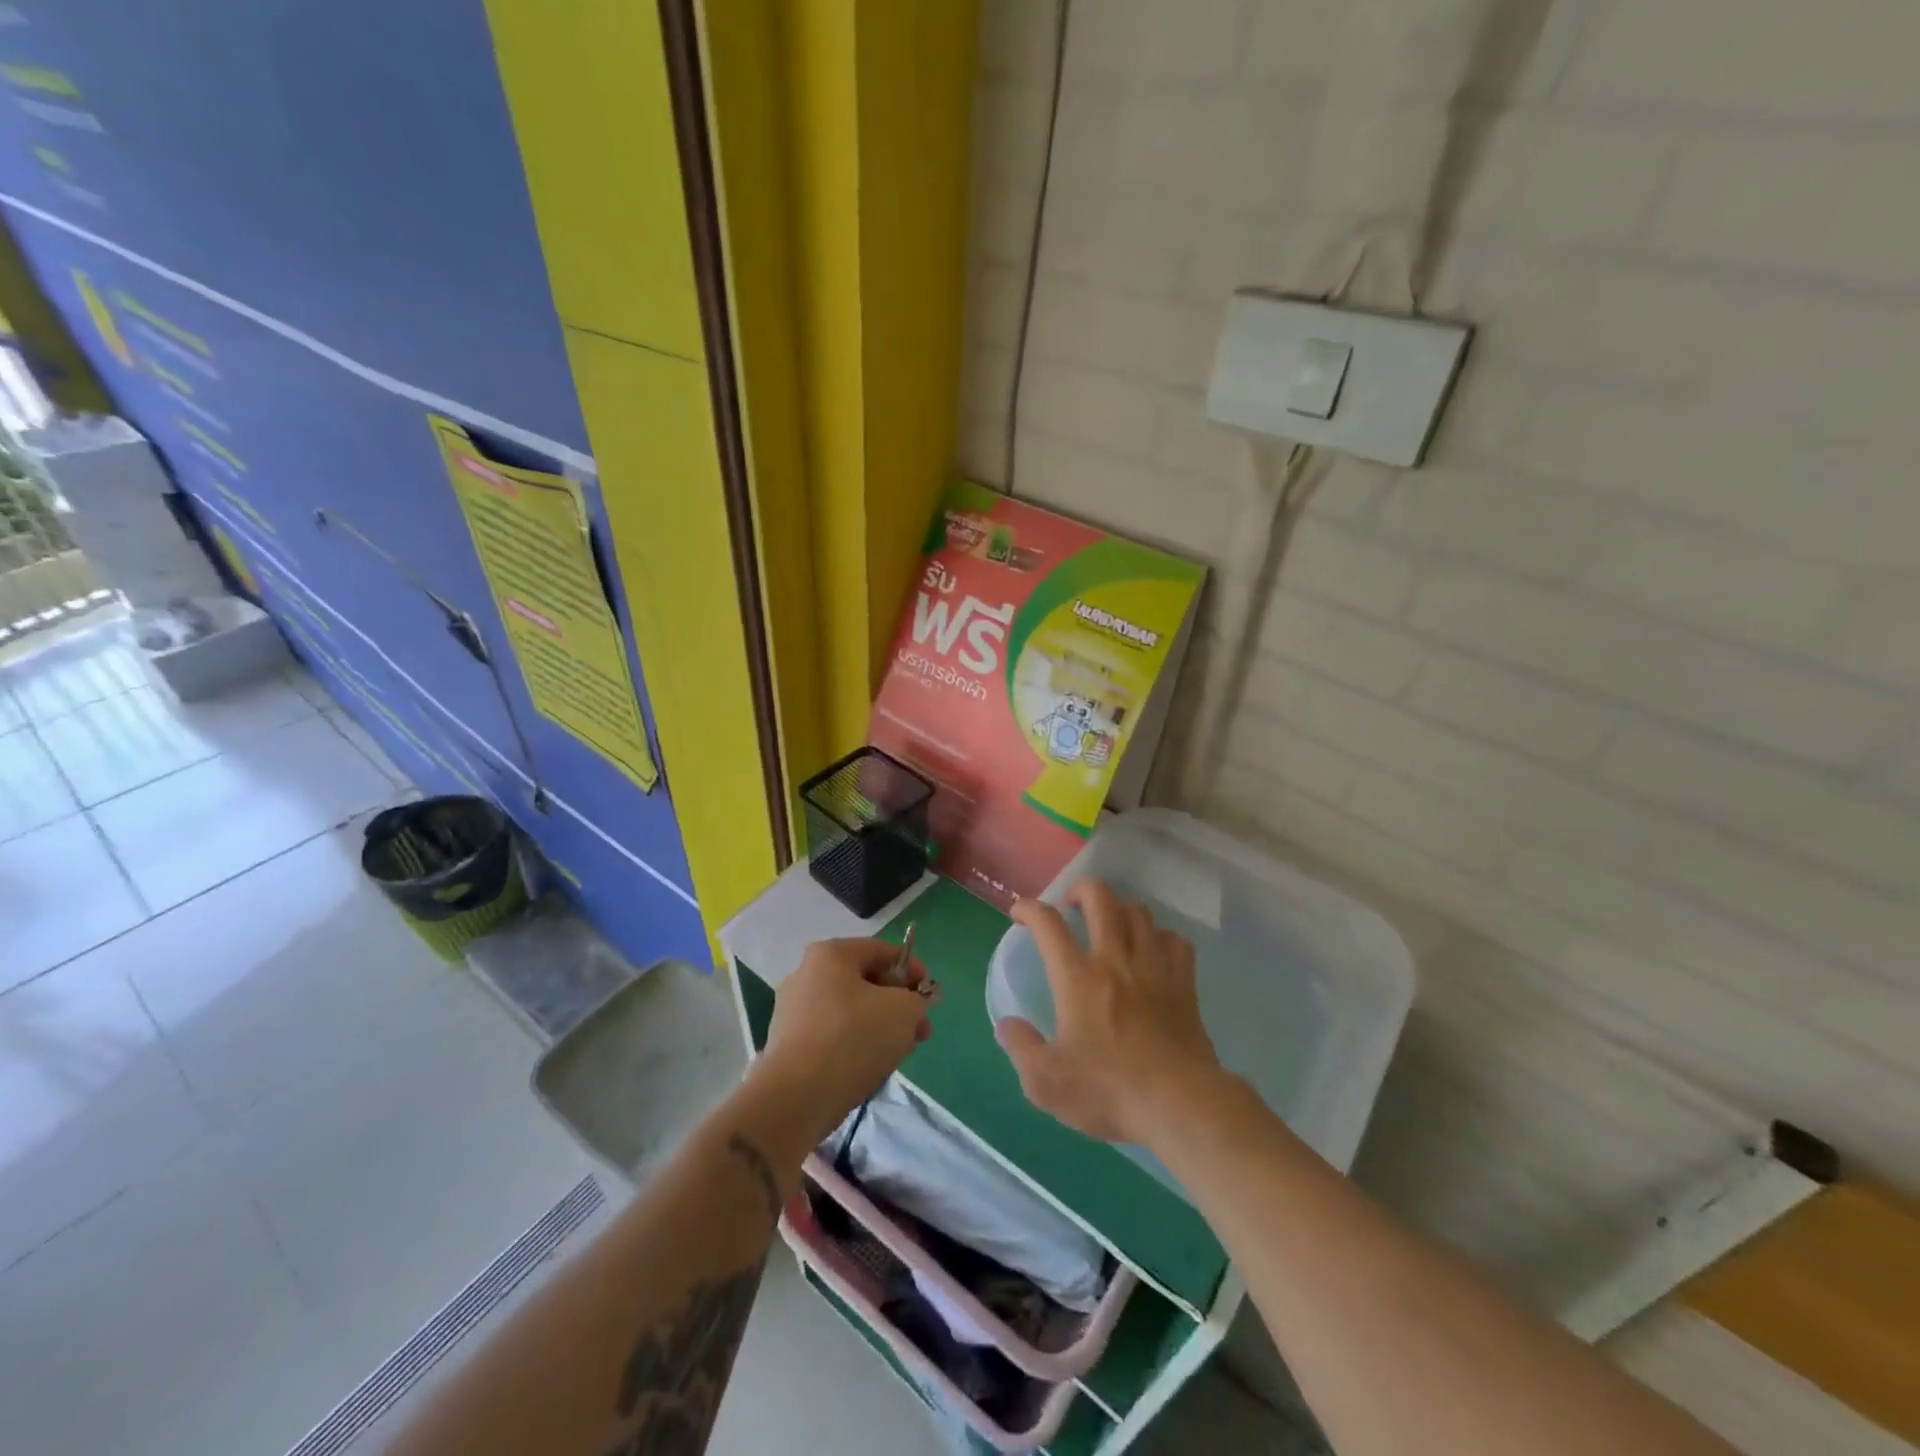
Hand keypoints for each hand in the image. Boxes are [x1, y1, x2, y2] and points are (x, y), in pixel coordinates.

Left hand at [758, 938, 936, 1144]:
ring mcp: (792, 1011)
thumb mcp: (903, 1011)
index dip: (913, 969)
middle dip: (898, 1003)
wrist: (796, 1098)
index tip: (930, 996)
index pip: (881, 951)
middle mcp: (805, 974)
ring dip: (880, 1026)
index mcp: (830, 954)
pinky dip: (855, 1044)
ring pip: (850, 1010)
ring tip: (900, 1052)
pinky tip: (871, 1066)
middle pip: (865, 982)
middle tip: (920, 1029)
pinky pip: (832, 1035)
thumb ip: (918, 999)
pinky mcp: (788, 1045)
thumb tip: (916, 1001)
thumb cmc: (853, 1038)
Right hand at [997, 879, 1222, 1146]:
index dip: (1029, 908)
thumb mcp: (1047, 1082)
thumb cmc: (1110, 1090)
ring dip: (1120, 909)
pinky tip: (1154, 949)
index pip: (1048, 923)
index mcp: (1077, 977)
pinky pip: (1175, 941)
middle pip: (1100, 898)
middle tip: (1071, 905)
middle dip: (1081, 890)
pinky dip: (1161, 937)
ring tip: (1111, 923)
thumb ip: (1021, 1048)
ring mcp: (1154, 967)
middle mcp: (1115, 960)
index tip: (1019, 914)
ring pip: (1139, 913)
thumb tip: (1007, 1025)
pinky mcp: (1184, 984)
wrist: (1181, 1104)